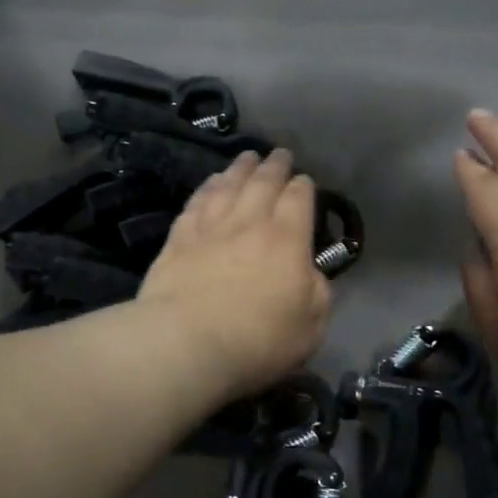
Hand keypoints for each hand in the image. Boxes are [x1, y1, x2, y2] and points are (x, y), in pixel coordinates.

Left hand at [138, 149, 331, 401]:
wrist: (186, 344)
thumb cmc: (257, 340)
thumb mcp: (310, 327)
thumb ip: (318, 294)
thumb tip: (311, 275)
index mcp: (288, 239)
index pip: (299, 199)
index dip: (305, 187)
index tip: (305, 182)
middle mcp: (250, 222)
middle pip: (264, 182)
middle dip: (275, 165)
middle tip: (280, 154)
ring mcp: (210, 228)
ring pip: (228, 185)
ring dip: (240, 168)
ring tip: (247, 157)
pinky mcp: (178, 239)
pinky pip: (196, 203)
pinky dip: (206, 188)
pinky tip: (209, 183)